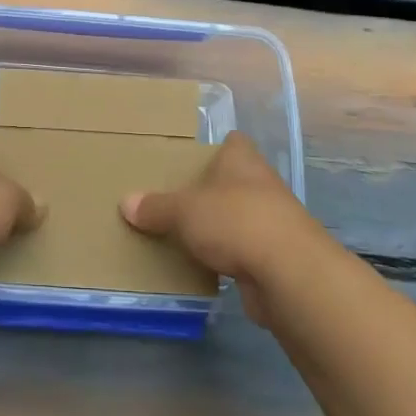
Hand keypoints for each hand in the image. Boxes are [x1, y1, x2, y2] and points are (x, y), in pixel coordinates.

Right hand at [120, 131, 327, 326]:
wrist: (289, 274)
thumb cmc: (235, 222)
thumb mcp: (184, 211)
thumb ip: (156, 207)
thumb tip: (126, 202)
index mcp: (242, 160)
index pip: (232, 142)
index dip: (213, 147)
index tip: (188, 158)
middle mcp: (261, 184)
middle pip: (232, 180)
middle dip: (208, 190)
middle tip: (173, 198)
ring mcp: (272, 221)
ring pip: (238, 216)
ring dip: (218, 226)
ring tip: (182, 233)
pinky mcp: (275, 256)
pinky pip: (243, 250)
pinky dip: (226, 257)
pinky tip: (203, 265)